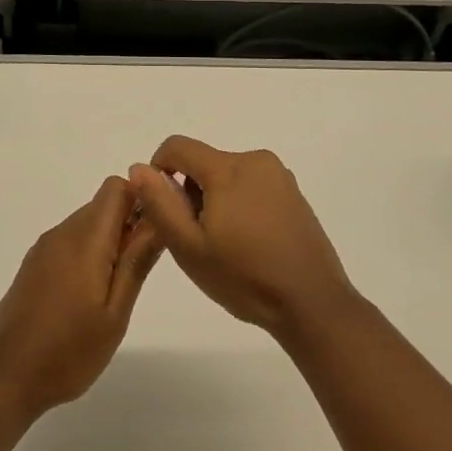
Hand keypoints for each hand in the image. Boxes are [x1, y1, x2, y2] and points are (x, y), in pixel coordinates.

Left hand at [0, 177, 162, 418]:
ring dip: (108, 241)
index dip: (141, 199)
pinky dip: (87, 254)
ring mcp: (43, 249)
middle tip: (138, 270)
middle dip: (128, 224)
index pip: (116, 187)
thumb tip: (157, 219)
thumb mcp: (115, 313)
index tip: (155, 232)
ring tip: (115, 290)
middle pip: (103, 205)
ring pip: (86, 223)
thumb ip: (136, 262)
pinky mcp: (33, 265)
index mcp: (84, 239)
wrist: (5, 378)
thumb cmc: (69, 351)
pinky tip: (88, 296)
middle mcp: (62, 233)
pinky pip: (69, 242)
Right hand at [128, 136, 356, 338]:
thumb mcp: (189, 246)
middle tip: (196, 238)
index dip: (158, 170)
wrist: (312, 303)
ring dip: (214, 199)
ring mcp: (279, 176)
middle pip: (203, 162)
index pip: (178, 146)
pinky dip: (238, 204)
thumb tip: (139, 167)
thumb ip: (159, 203)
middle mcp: (256, 160)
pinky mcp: (293, 193)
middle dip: (190, 192)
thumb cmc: (244, 277)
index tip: (162, 208)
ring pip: (227, 175)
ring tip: (224, 245)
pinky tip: (248, 243)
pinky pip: (251, 186)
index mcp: (228, 168)